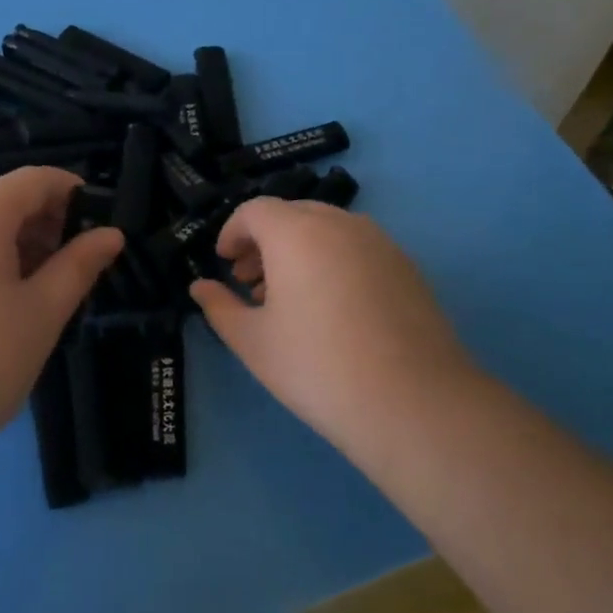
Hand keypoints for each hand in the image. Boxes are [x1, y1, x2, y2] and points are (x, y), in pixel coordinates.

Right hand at [189, 199, 484, 462]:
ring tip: (290, 299)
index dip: (232, 232)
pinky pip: (357, 248)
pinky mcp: (407, 266)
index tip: (224, 263)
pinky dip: (333, 261)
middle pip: (292, 214)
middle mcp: (339, 224)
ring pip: (327, 230)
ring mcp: (380, 242)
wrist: (412, 402)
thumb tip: (200, 288)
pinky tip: (332, 309)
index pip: (254, 210)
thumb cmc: (316, 367)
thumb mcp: (253, 342)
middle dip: (264, 241)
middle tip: (251, 282)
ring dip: (298, 251)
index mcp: (296, 233)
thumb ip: (220, 307)